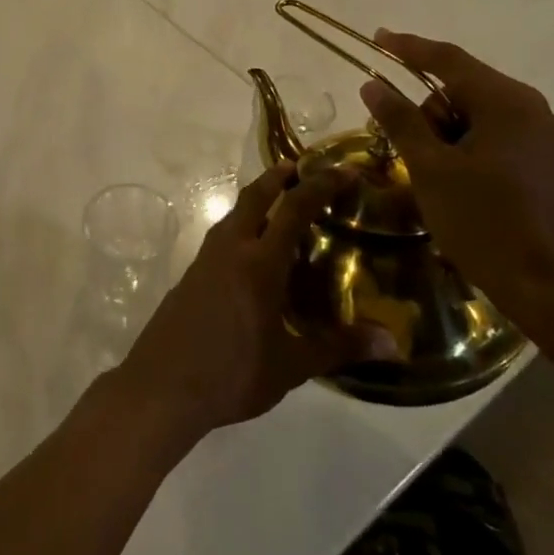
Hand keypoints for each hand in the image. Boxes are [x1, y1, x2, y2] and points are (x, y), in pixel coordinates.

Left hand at [111, 162, 394, 442]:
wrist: (162, 385)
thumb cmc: (232, 373)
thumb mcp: (291, 365)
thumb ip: (339, 347)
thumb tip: (391, 342)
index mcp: (259, 262)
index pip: (294, 209)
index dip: (320, 185)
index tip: (343, 171)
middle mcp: (231, 249)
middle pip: (255, 197)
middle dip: (278, 177)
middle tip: (302, 168)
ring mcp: (205, 259)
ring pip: (234, 214)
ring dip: (257, 200)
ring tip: (280, 206)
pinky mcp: (191, 274)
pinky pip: (222, 236)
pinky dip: (242, 226)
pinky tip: (252, 252)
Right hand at [359, 32, 553, 325]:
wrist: (550, 287)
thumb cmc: (484, 221)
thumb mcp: (430, 169)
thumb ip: (400, 120)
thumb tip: (372, 84)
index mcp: (506, 102)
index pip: (448, 60)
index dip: (409, 47)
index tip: (377, 37)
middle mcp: (530, 109)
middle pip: (462, 87)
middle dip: (427, 109)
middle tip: (404, 147)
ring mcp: (541, 136)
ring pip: (475, 114)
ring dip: (444, 133)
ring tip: (432, 175)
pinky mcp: (543, 162)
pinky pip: (492, 135)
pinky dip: (464, 146)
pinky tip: (453, 180)